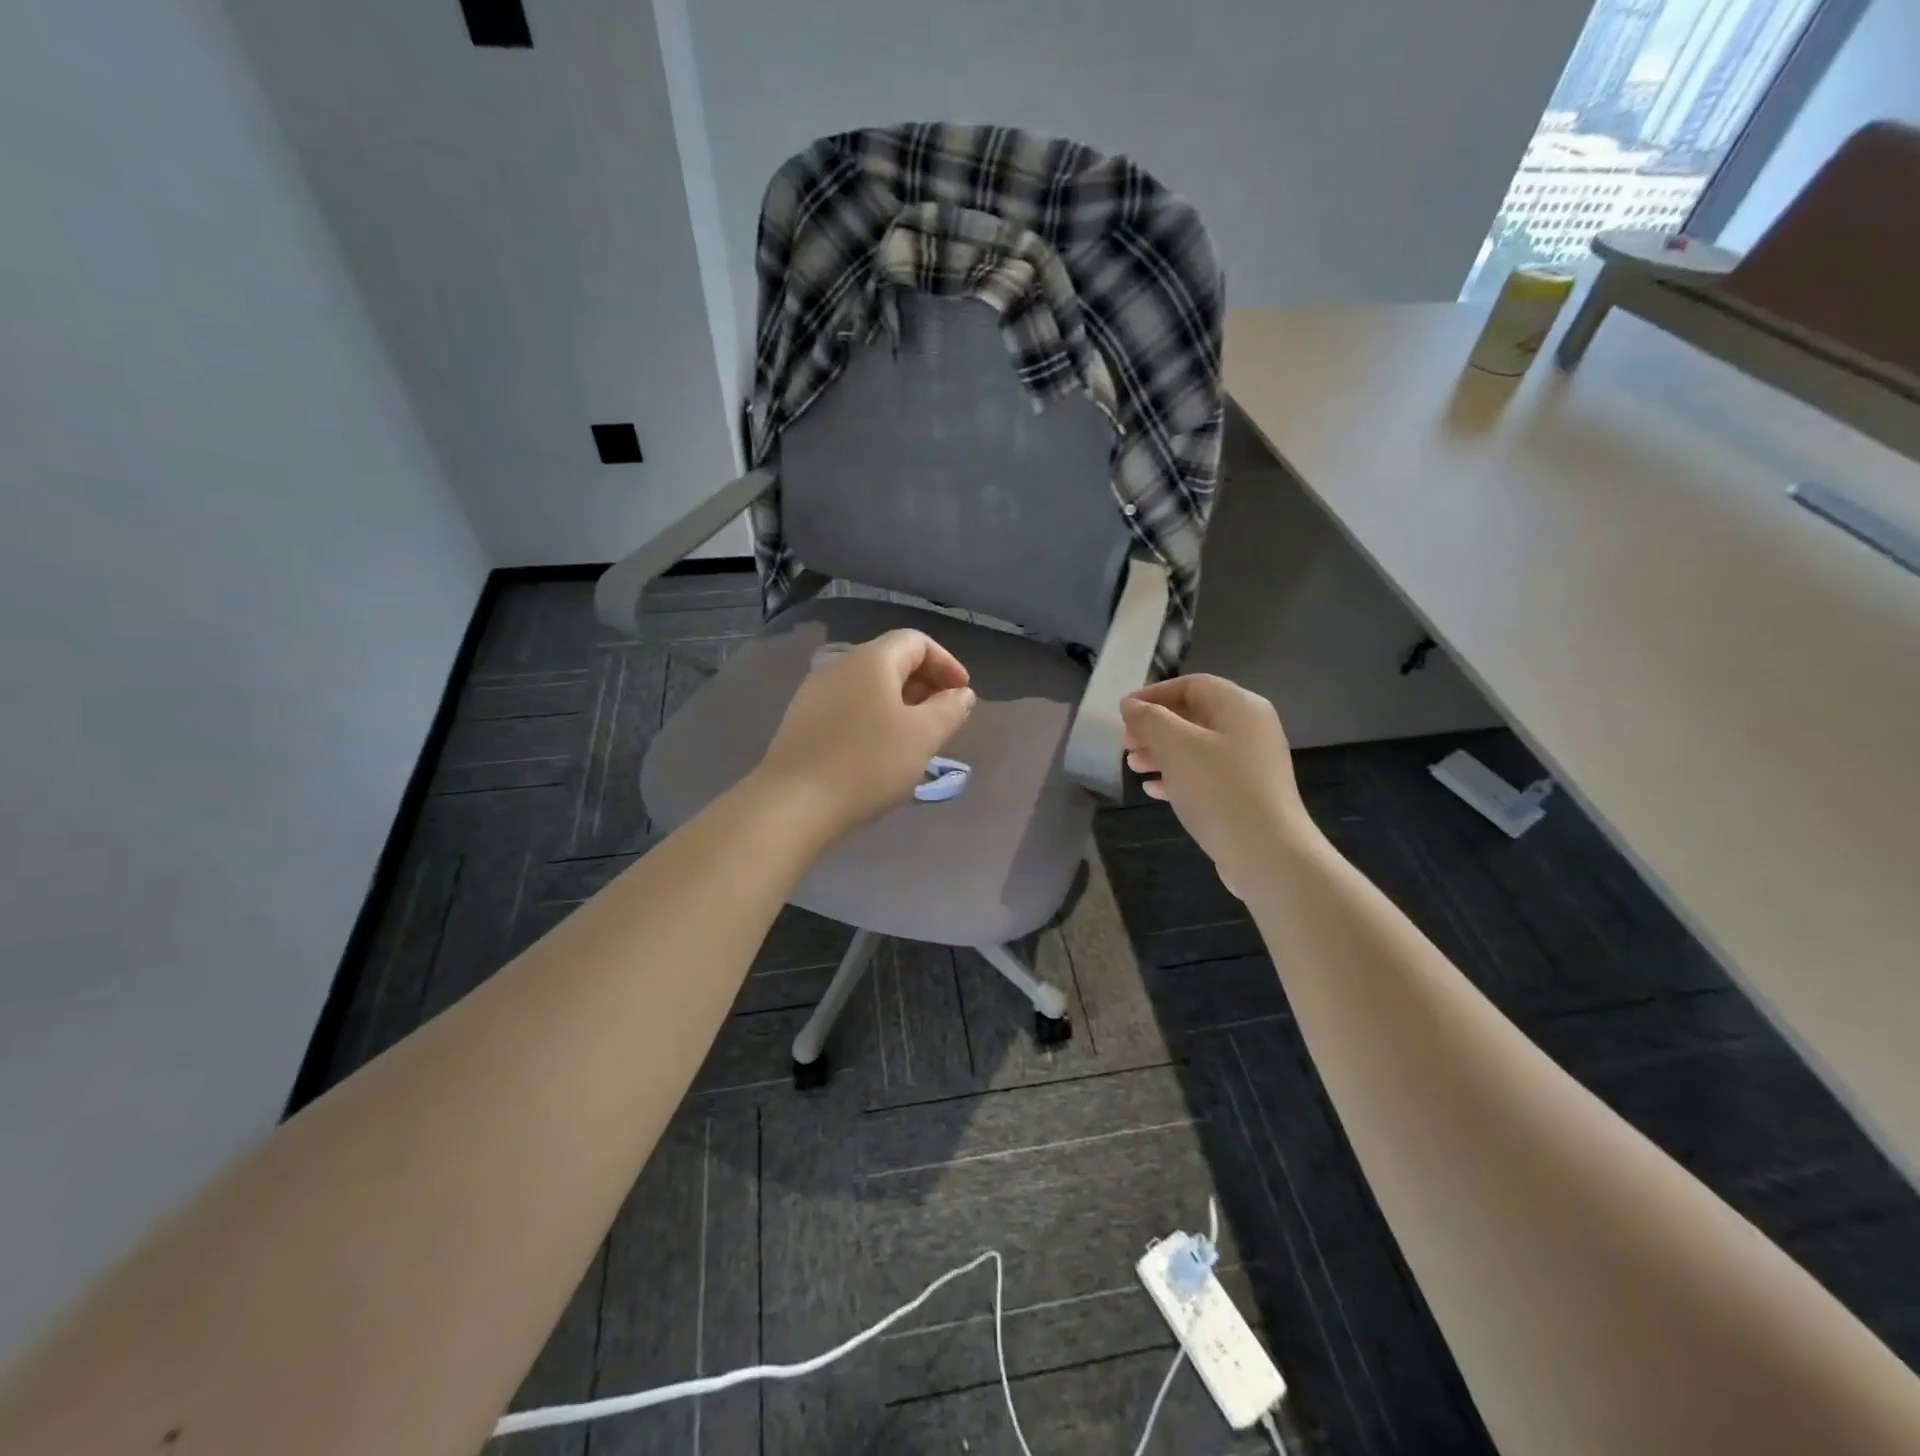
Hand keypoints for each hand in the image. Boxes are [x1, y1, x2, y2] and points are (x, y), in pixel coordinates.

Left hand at [755, 629, 975, 839]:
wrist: (793, 803)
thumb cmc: (867, 764)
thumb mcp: (922, 737)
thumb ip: (949, 710)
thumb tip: (961, 694)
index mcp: (871, 660)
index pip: (916, 641)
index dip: (946, 663)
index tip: (963, 695)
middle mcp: (839, 665)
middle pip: (891, 660)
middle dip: (924, 683)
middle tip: (944, 717)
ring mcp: (815, 692)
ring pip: (869, 685)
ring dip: (900, 702)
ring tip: (916, 737)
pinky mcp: (802, 720)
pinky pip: (849, 705)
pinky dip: (874, 716)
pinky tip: (880, 750)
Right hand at [1120, 675, 1311, 892]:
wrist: (1267, 855)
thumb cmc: (1219, 790)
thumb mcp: (1175, 747)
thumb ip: (1149, 720)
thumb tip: (1131, 705)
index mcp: (1239, 706)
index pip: (1191, 684)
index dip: (1153, 694)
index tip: (1122, 713)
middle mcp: (1250, 728)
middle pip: (1194, 715)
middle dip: (1154, 727)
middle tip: (1124, 744)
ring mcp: (1251, 763)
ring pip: (1197, 747)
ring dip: (1161, 753)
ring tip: (1133, 767)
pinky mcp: (1247, 793)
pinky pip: (1206, 774)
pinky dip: (1178, 776)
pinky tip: (1154, 790)